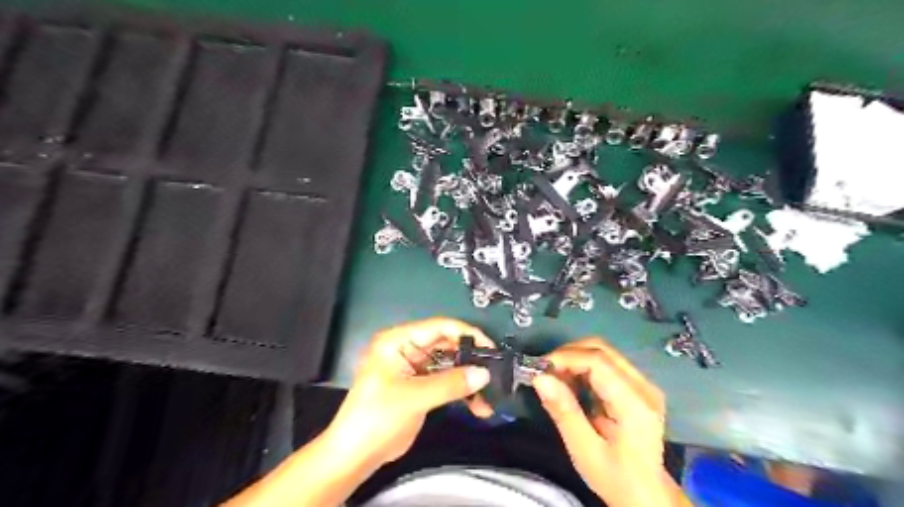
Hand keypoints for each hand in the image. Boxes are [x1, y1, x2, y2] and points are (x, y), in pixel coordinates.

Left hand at [326, 318, 493, 469]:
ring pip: (449, 366)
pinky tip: (478, 407)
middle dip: (470, 361)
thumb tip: (484, 373)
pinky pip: (446, 383)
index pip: (438, 327)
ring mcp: (414, 369)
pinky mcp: (420, 387)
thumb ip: (450, 383)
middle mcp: (407, 349)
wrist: (355, 456)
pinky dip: (462, 393)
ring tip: (490, 396)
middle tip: (495, 373)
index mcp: (398, 341)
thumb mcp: (414, 397)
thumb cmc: (377, 418)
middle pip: (447, 346)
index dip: (466, 334)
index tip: (490, 348)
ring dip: (469, 380)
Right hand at [531, 340, 681, 505]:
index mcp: (635, 404)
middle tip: (544, 372)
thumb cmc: (615, 477)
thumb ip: (564, 412)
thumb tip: (540, 378)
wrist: (646, 495)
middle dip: (568, 354)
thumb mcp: (585, 451)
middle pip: (601, 349)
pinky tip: (570, 383)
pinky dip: (582, 366)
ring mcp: (643, 384)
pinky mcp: (637, 386)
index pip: (598, 361)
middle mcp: (644, 387)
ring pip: (603, 352)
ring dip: (574, 359)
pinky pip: (605, 363)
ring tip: (554, 379)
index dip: (566, 357)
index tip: (539, 368)